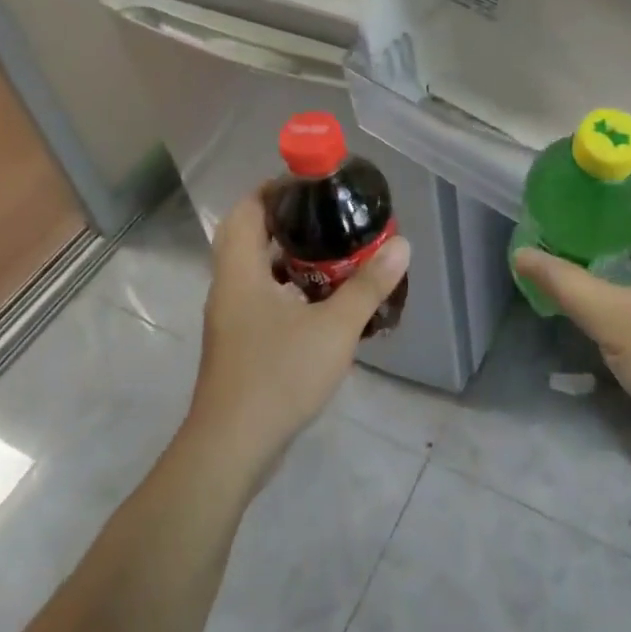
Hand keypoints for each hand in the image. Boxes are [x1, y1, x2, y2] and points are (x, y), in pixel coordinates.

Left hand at [185, 188, 410, 480]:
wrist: (231, 450)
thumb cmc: (278, 377)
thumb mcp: (334, 328)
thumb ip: (368, 286)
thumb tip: (401, 245)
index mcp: (240, 272)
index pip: (247, 210)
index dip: (274, 188)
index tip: (312, 182)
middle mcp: (229, 288)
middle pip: (248, 235)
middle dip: (285, 219)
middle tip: (326, 214)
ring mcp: (231, 319)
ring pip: (254, 269)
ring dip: (287, 255)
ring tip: (332, 251)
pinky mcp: (239, 345)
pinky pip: (261, 297)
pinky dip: (287, 287)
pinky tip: (321, 301)